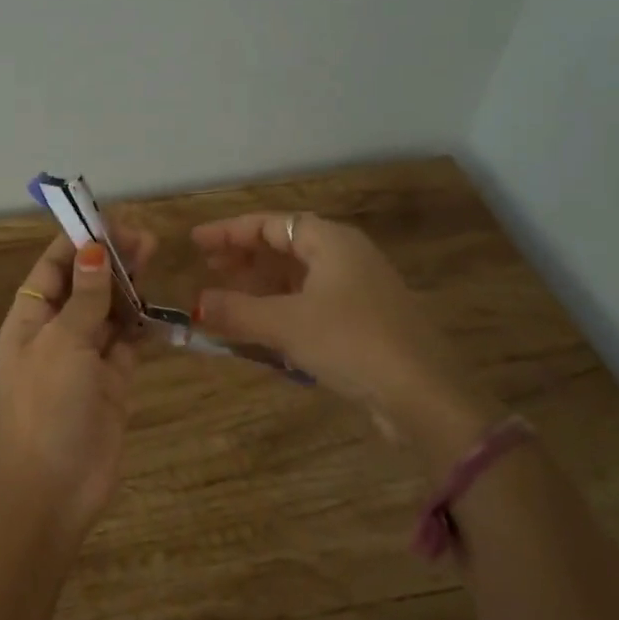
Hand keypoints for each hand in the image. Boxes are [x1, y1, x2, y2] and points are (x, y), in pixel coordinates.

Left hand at [0, 226, 156, 537]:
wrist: (53, 489)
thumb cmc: (47, 407)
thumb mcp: (62, 344)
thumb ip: (83, 297)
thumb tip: (92, 249)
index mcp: (31, 318)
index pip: (54, 266)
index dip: (80, 240)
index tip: (111, 219)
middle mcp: (57, 331)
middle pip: (85, 282)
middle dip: (111, 258)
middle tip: (146, 238)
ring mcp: (86, 356)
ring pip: (109, 308)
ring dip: (129, 285)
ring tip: (154, 256)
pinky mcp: (113, 380)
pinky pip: (129, 341)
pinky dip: (142, 322)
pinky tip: (159, 305)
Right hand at [193, 212, 494, 460]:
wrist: (423, 395)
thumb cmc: (351, 343)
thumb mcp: (286, 325)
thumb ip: (237, 311)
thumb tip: (196, 304)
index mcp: (331, 242)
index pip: (271, 223)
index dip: (229, 231)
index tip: (196, 242)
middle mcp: (347, 257)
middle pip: (285, 245)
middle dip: (244, 256)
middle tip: (207, 268)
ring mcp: (359, 290)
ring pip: (298, 276)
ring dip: (261, 284)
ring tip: (226, 297)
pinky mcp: (364, 321)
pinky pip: (311, 302)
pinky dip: (281, 308)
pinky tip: (262, 327)